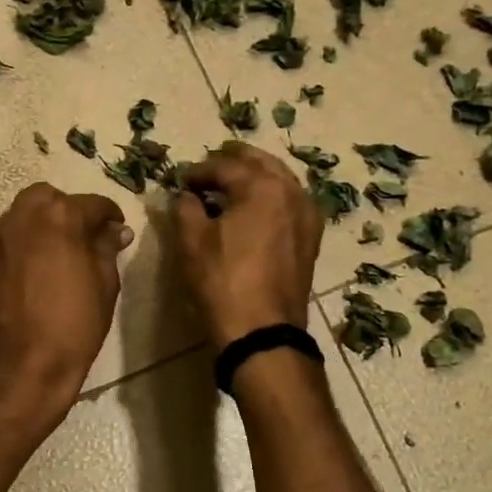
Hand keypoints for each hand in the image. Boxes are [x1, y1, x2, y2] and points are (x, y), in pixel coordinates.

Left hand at [0, 184, 132, 420]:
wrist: (23, 363)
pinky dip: (28, 238)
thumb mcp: (105, 284)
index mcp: (60, 217)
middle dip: (70, 209)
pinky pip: (12, 234)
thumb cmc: (74, 324)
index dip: (110, 215)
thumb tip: (115, 231)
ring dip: (46, 220)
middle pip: (50, 197)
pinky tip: (43, 263)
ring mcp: (1, 236)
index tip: (118, 229)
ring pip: (25, 211)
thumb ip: (107, 248)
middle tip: (87, 235)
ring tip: (65, 248)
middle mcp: (25, 216)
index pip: (92, 204)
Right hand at [174, 142, 322, 350]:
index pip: (225, 166)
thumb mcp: (192, 242)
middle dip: (234, 161)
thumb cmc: (223, 281)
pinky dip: (271, 196)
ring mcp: (306, 216)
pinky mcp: (310, 239)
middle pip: (261, 163)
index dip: (199, 170)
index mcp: (262, 186)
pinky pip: (290, 203)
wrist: (262, 331)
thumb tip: (185, 195)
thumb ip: (186, 208)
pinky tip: (255, 208)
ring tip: (231, 184)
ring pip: (280, 181)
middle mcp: (292, 192)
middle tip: (211, 164)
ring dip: (255, 176)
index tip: (180, 179)